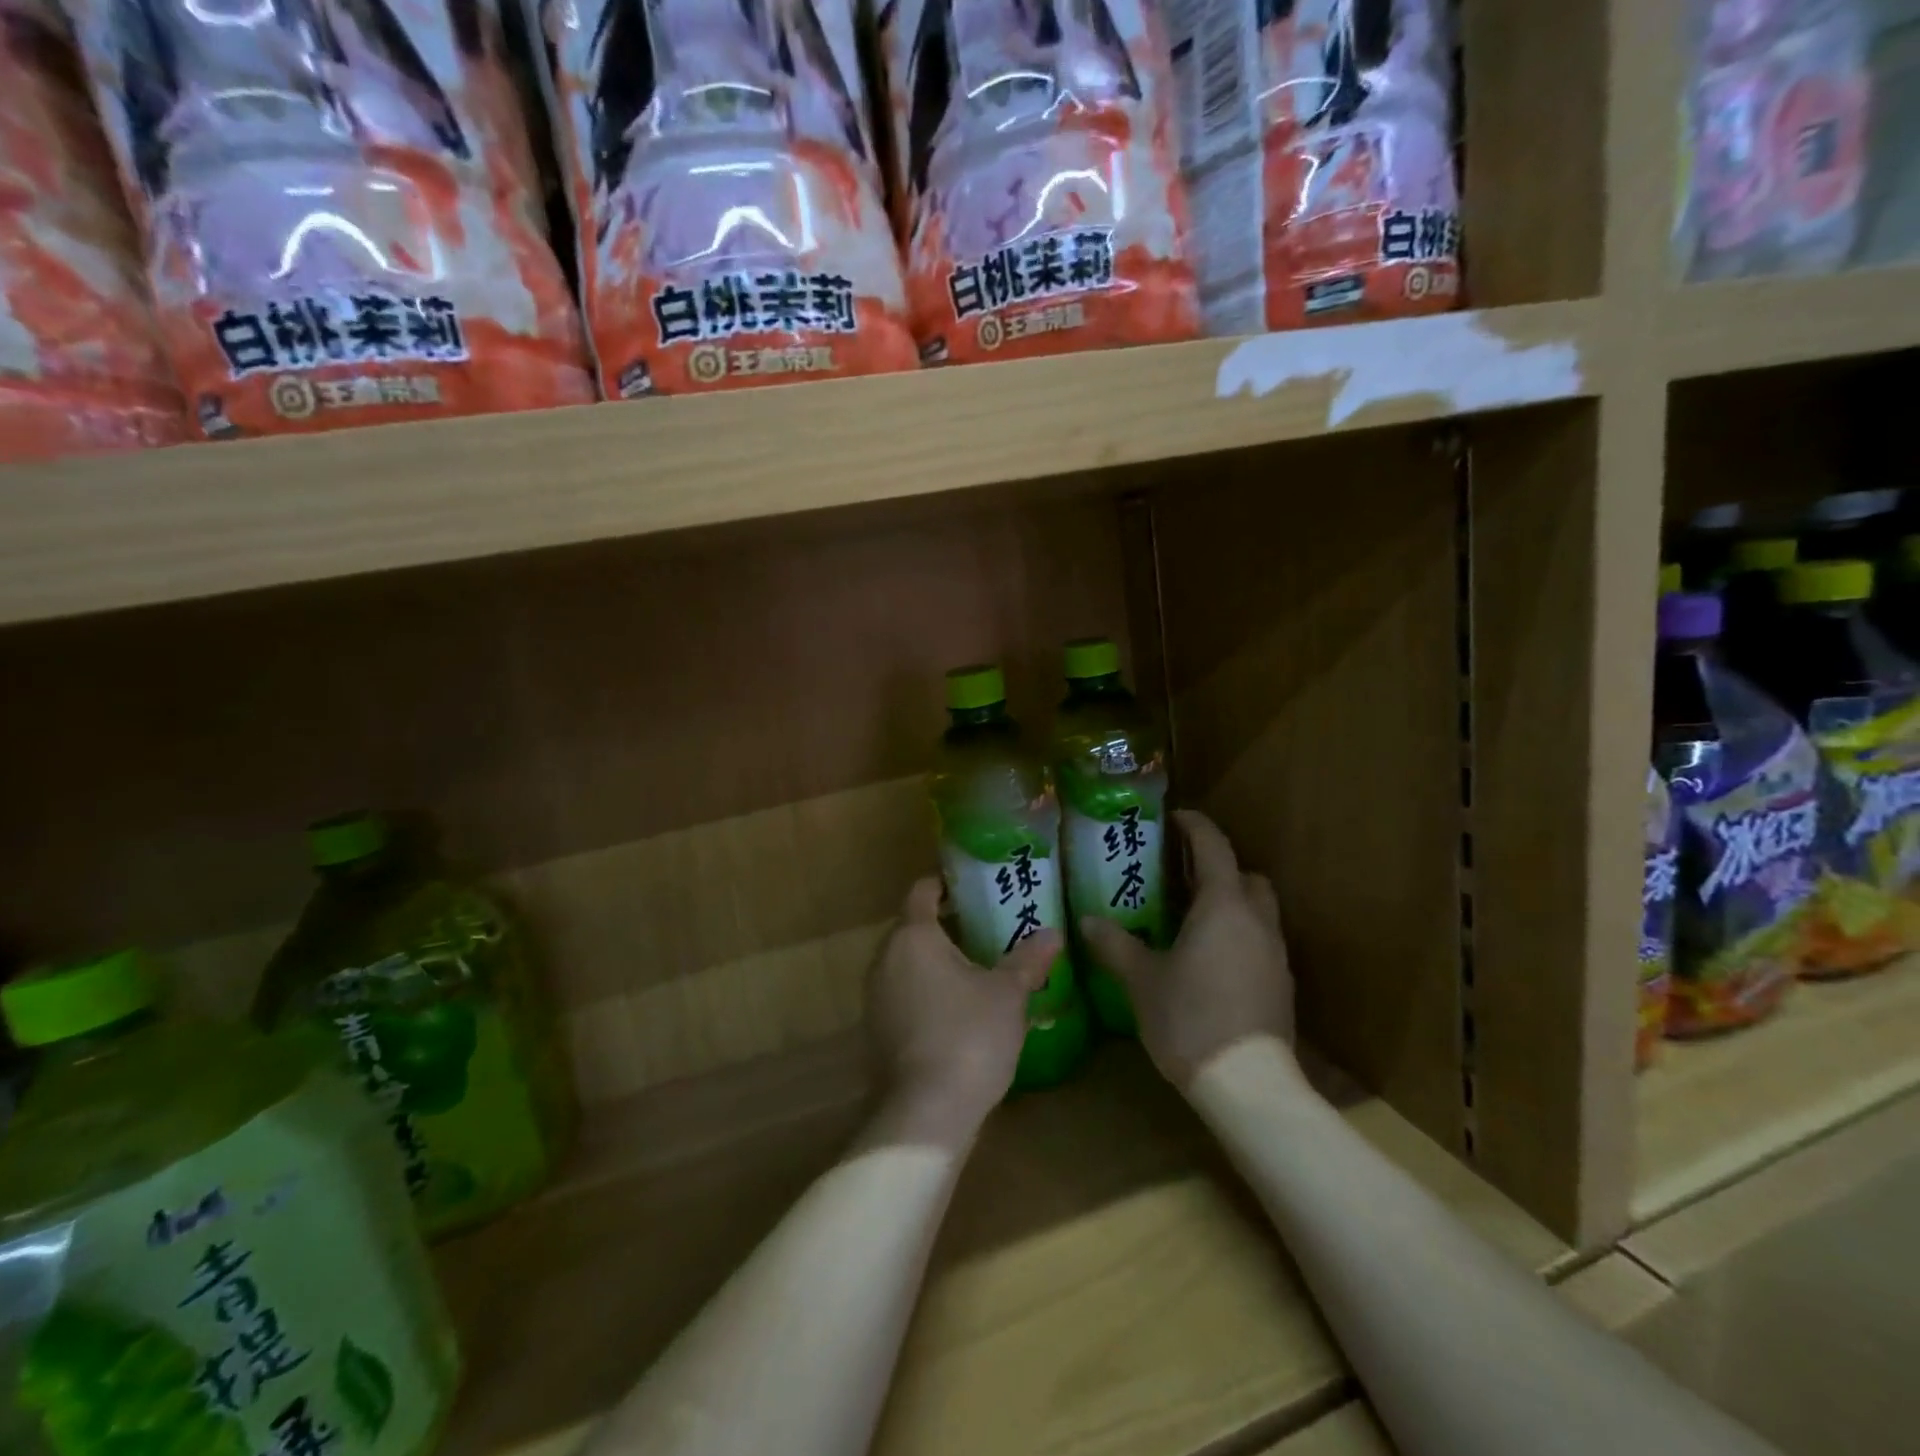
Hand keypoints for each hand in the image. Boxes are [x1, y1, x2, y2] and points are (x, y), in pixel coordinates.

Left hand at [865, 876, 1060, 1147]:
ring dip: (935, 962)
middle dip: (945, 926)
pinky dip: (924, 992)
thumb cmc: (969, 1037)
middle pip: (912, 927)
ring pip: (906, 963)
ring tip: (975, 970)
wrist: (926, 1113)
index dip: (945, 884)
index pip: (922, 892)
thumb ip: (1028, 960)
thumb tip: (1054, 933)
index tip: (971, 888)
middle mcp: (885, 959)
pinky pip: (901, 995)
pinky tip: (956, 1011)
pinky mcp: (875, 1031)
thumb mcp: (1008, 995)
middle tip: (985, 929)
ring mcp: (874, 997)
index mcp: (913, 937)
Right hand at [1082, 810, 1292, 1089]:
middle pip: (1246, 876)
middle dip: (1220, 867)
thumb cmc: (1189, 1019)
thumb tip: (1088, 920)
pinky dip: (1240, 935)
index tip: (1175, 818)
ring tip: (1194, 919)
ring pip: (1259, 910)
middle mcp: (1256, 921)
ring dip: (1232, 902)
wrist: (1248, 1083)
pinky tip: (1211, 961)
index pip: (1213, 846)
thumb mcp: (1142, 980)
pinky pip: (1261, 941)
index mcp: (1222, 906)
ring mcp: (1275, 953)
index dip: (1195, 826)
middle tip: (1183, 877)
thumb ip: (1115, 945)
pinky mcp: (1282, 984)